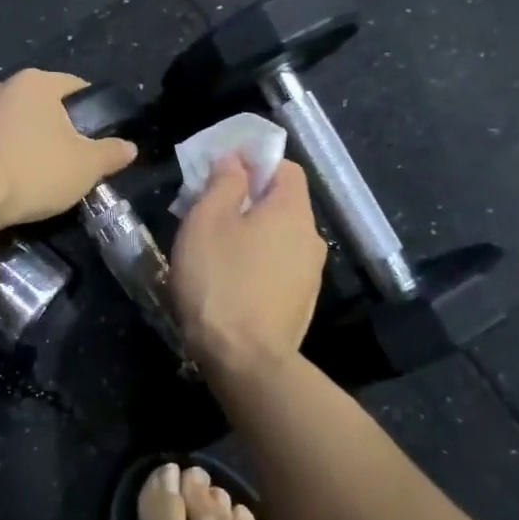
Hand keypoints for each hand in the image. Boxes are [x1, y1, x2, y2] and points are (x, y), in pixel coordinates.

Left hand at [0, 70, 137, 228]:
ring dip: (27, 137)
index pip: (74, 86)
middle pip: (41, 102)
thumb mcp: (86, 166)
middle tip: (71, 155)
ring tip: (39, 168)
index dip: (90, 109)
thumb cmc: (35, 171)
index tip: (98, 135)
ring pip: (14, 119)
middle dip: (56, 124)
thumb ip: (111, 153)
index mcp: (37, 82)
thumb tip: (129, 147)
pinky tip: (11, 175)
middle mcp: (3, 86)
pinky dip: (3, 151)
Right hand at [171, 155, 328, 375]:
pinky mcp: (300, 303)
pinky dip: (257, 262)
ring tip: (214, 249)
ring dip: (250, 233)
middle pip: (281, 203)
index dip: (254, 162)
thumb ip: (224, 182)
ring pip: (278, 237)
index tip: (220, 172)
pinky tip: (229, 280)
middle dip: (247, 199)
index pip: (286, 167)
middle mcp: (311, 237)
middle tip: (207, 210)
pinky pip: (278, 266)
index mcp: (292, 210)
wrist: (245, 360)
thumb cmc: (220, 280)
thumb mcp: (207, 220)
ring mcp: (310, 274)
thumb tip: (236, 160)